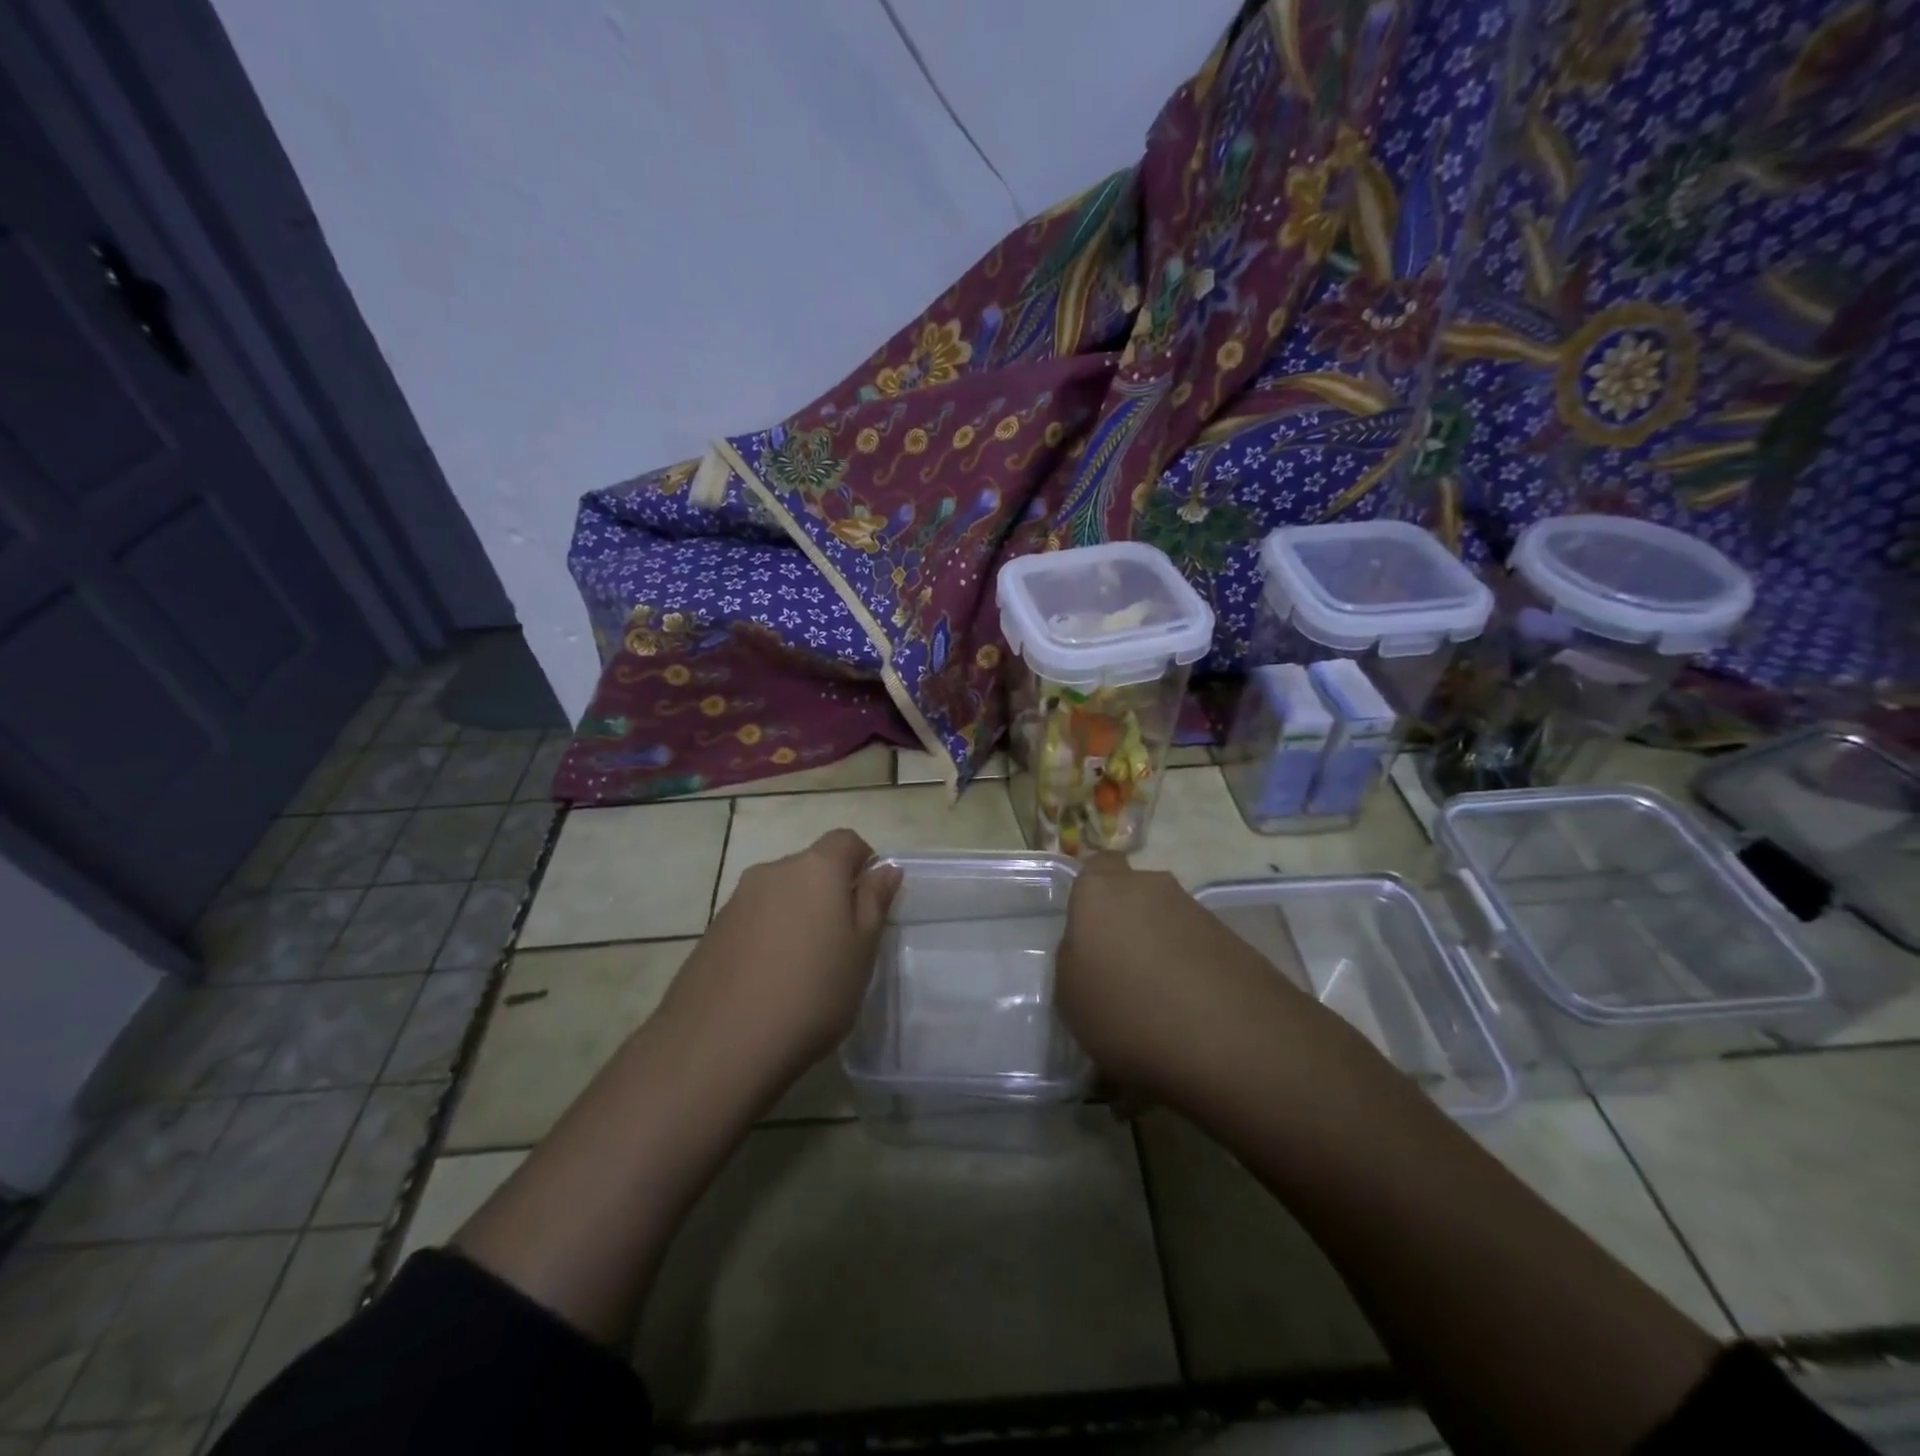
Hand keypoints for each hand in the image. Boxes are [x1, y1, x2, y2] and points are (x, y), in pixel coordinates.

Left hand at [659, 829, 902, 1088]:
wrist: (719, 1045)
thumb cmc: (812, 993)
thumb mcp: (862, 951)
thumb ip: (874, 902)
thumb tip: (885, 868)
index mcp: (815, 868)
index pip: (846, 840)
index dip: (864, 862)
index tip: (870, 903)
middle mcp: (773, 871)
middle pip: (811, 867)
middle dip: (830, 893)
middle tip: (841, 944)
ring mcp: (736, 900)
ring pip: (781, 895)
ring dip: (797, 916)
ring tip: (803, 969)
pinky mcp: (712, 931)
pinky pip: (753, 920)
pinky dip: (768, 937)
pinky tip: (769, 982)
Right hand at [1055, 854, 1309, 1099]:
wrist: (1231, 1038)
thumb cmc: (1127, 1011)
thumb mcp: (1069, 996)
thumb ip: (1075, 958)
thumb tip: (1090, 949)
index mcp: (1102, 891)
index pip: (1096, 866)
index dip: (1092, 896)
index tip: (1088, 932)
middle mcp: (1150, 887)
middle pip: (1133, 895)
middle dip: (1127, 923)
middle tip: (1119, 970)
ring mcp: (1196, 910)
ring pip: (1167, 922)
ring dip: (1160, 949)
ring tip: (1158, 1001)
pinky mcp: (1234, 939)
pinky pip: (1198, 948)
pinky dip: (1192, 971)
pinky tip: (1190, 1012)